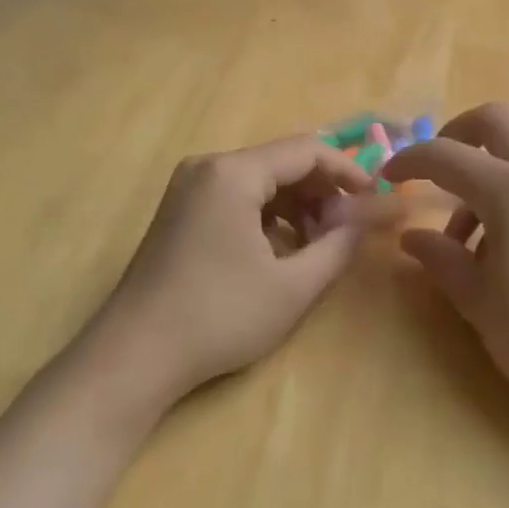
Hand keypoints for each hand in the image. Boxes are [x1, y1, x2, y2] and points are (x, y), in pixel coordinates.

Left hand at [89, 135, 377, 402]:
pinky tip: (281, 253)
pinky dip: (268, 217)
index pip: (308, 150)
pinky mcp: (180, 210)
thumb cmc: (219, 317)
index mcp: (233, 173)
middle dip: (322, 192)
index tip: (375, 202)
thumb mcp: (293, 285)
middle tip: (347, 231)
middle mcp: (208, 166)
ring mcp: (189, 187)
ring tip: (317, 247)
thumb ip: (341, 243)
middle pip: (282, 162)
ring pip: (261, 181)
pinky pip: (237, 197)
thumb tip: (374, 214)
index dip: (349, 172)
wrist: (133, 357)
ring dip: (297, 206)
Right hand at [382, 103, 508, 424]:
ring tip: (465, 241)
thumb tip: (412, 238)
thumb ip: (441, 259)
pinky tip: (503, 248)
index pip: (446, 155)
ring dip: (485, 172)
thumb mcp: (478, 301)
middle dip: (456, 134)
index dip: (411, 159)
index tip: (388, 177)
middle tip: (434, 173)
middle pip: (496, 121)